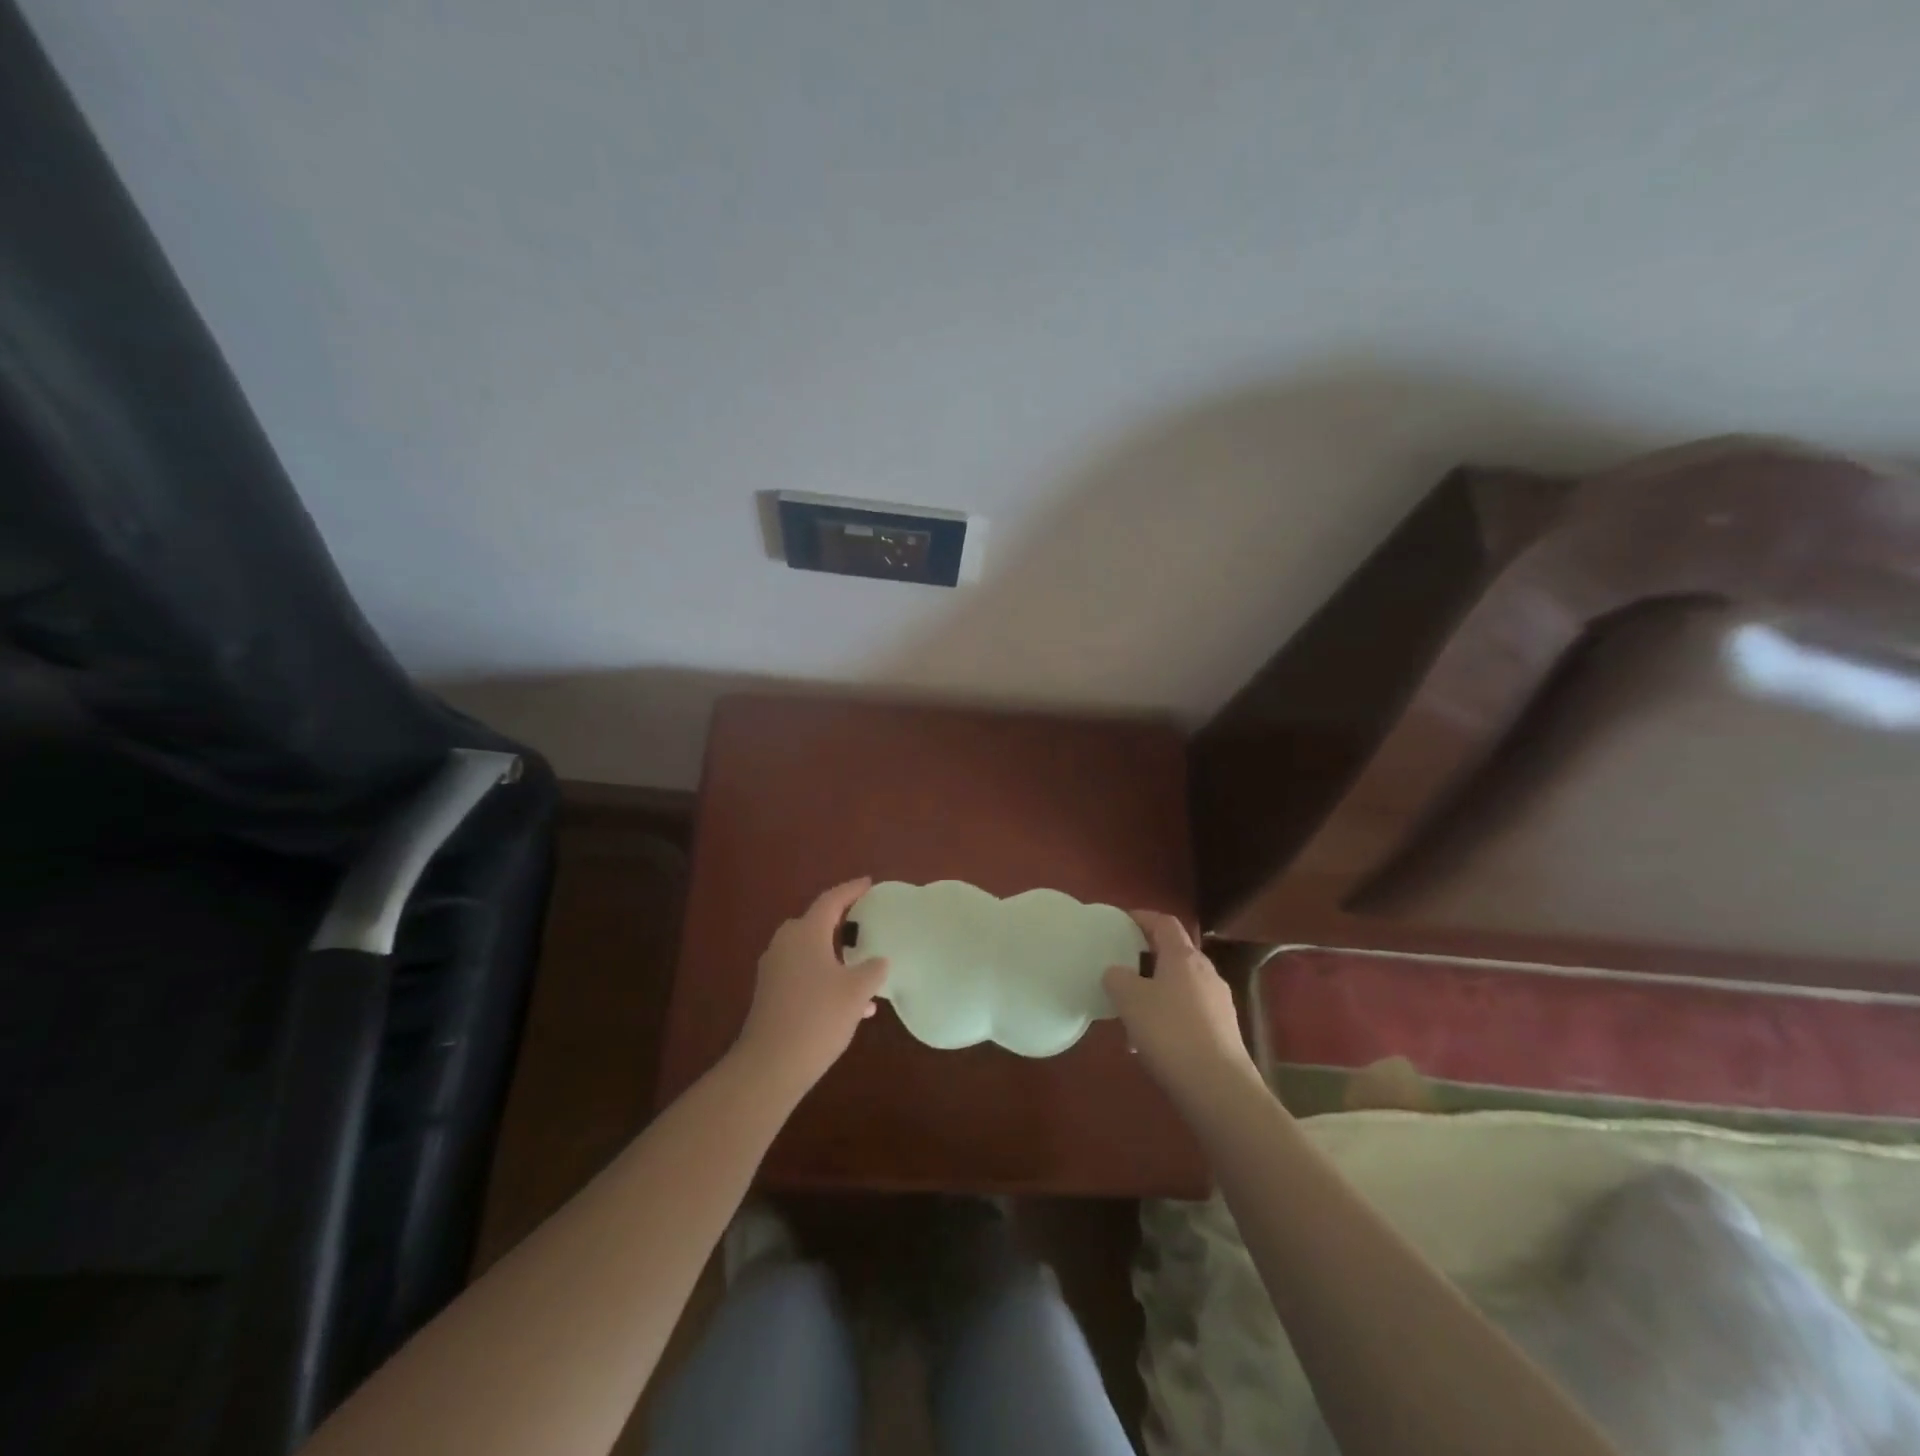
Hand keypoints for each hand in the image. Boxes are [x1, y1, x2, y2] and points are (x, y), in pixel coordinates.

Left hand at [734, 877, 888, 1096]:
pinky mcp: (770, 993)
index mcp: (806, 933)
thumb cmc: (818, 1017)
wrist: (771, 1064)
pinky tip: (849, 1005)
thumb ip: (872, 970)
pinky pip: (802, 973)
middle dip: (839, 923)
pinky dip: (824, 978)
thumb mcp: (857, 992)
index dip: (851, 890)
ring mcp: (774, 969)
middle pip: (815, 924)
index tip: (868, 883)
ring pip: (810, 952)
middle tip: (863, 923)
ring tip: (863, 970)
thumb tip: (879, 961)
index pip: (831, 900)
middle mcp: (786, 944)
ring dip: (834, 957)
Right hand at [1103, 911, 1259, 1109]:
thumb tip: (1117, 973)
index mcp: (1183, 957)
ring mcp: (1219, 1003)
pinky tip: (1151, 1043)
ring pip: (1181, 986)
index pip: (1164, 923)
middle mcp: (1206, 973)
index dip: (1143, 917)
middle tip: (1122, 967)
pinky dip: (1169, 1017)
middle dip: (1148, 958)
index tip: (1122, 921)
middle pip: (1175, 954)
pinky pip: (1190, 1013)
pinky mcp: (1224, 1032)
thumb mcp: (1130, 1000)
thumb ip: (1117, 978)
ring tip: (1132, 1012)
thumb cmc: (1170, 1032)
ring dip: (1157, 991)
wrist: (1219, 1088)